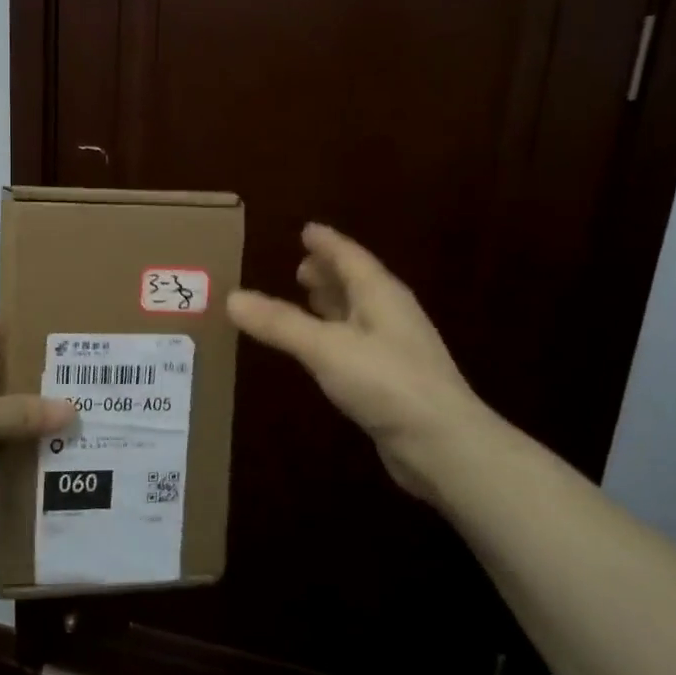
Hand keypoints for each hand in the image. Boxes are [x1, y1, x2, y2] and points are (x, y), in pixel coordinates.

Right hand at [227, 224, 494, 498]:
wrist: (443, 444)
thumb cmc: (386, 383)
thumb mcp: (325, 347)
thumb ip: (280, 323)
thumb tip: (232, 297)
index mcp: (380, 295)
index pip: (351, 257)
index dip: (327, 243)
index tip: (306, 229)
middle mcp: (391, 315)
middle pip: (357, 283)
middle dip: (329, 273)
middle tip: (299, 266)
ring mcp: (395, 349)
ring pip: (358, 314)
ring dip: (333, 303)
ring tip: (307, 297)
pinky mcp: (393, 381)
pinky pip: (357, 343)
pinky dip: (335, 335)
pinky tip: (322, 348)